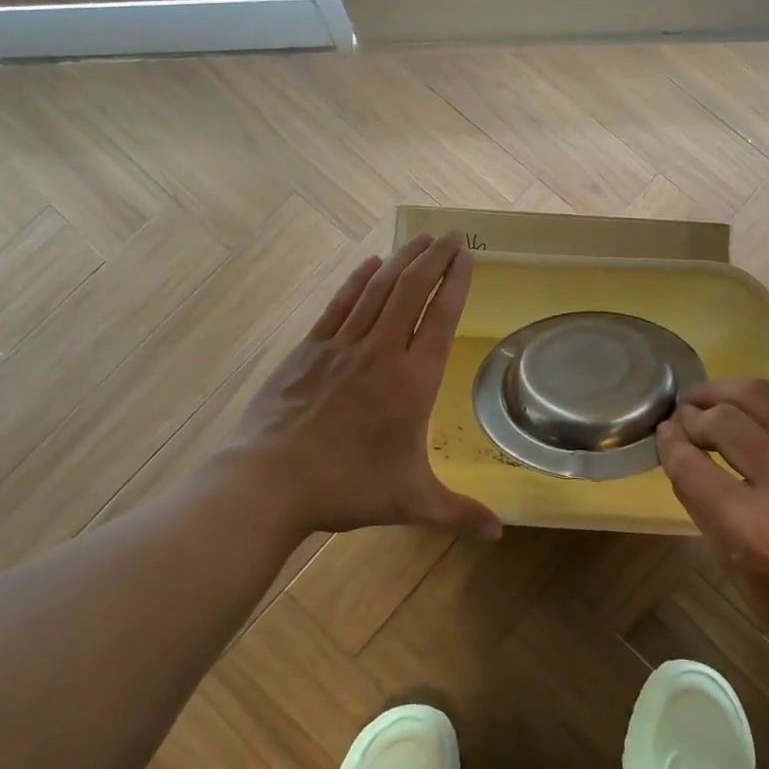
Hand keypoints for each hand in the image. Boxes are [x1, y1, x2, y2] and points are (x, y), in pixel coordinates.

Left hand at [221, 233, 502, 540]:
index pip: (442, 317)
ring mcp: (342, 346)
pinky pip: (340, 305)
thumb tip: (499, 534)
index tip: (467, 256)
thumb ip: (458, 512)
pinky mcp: (309, 349)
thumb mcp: (411, 501)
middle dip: (435, 258)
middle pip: (413, 291)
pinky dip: (357, 280)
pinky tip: (370, 264)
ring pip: (378, 290)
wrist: (270, 482)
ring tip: (420, 238)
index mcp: (413, 381)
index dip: (456, 282)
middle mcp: (382, 352)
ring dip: (402, 260)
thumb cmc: (347, 487)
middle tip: (451, 235)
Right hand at [656, 379, 768, 670]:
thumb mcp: (736, 571)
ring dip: (724, 393)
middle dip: (695, 412)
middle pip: (727, 418)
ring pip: (764, 397)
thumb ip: (702, 506)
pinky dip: (762, 417)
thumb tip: (677, 451)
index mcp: (759, 533)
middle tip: (682, 417)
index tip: (661, 432)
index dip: (669, 443)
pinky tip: (753, 430)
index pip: (695, 466)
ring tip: (706, 401)